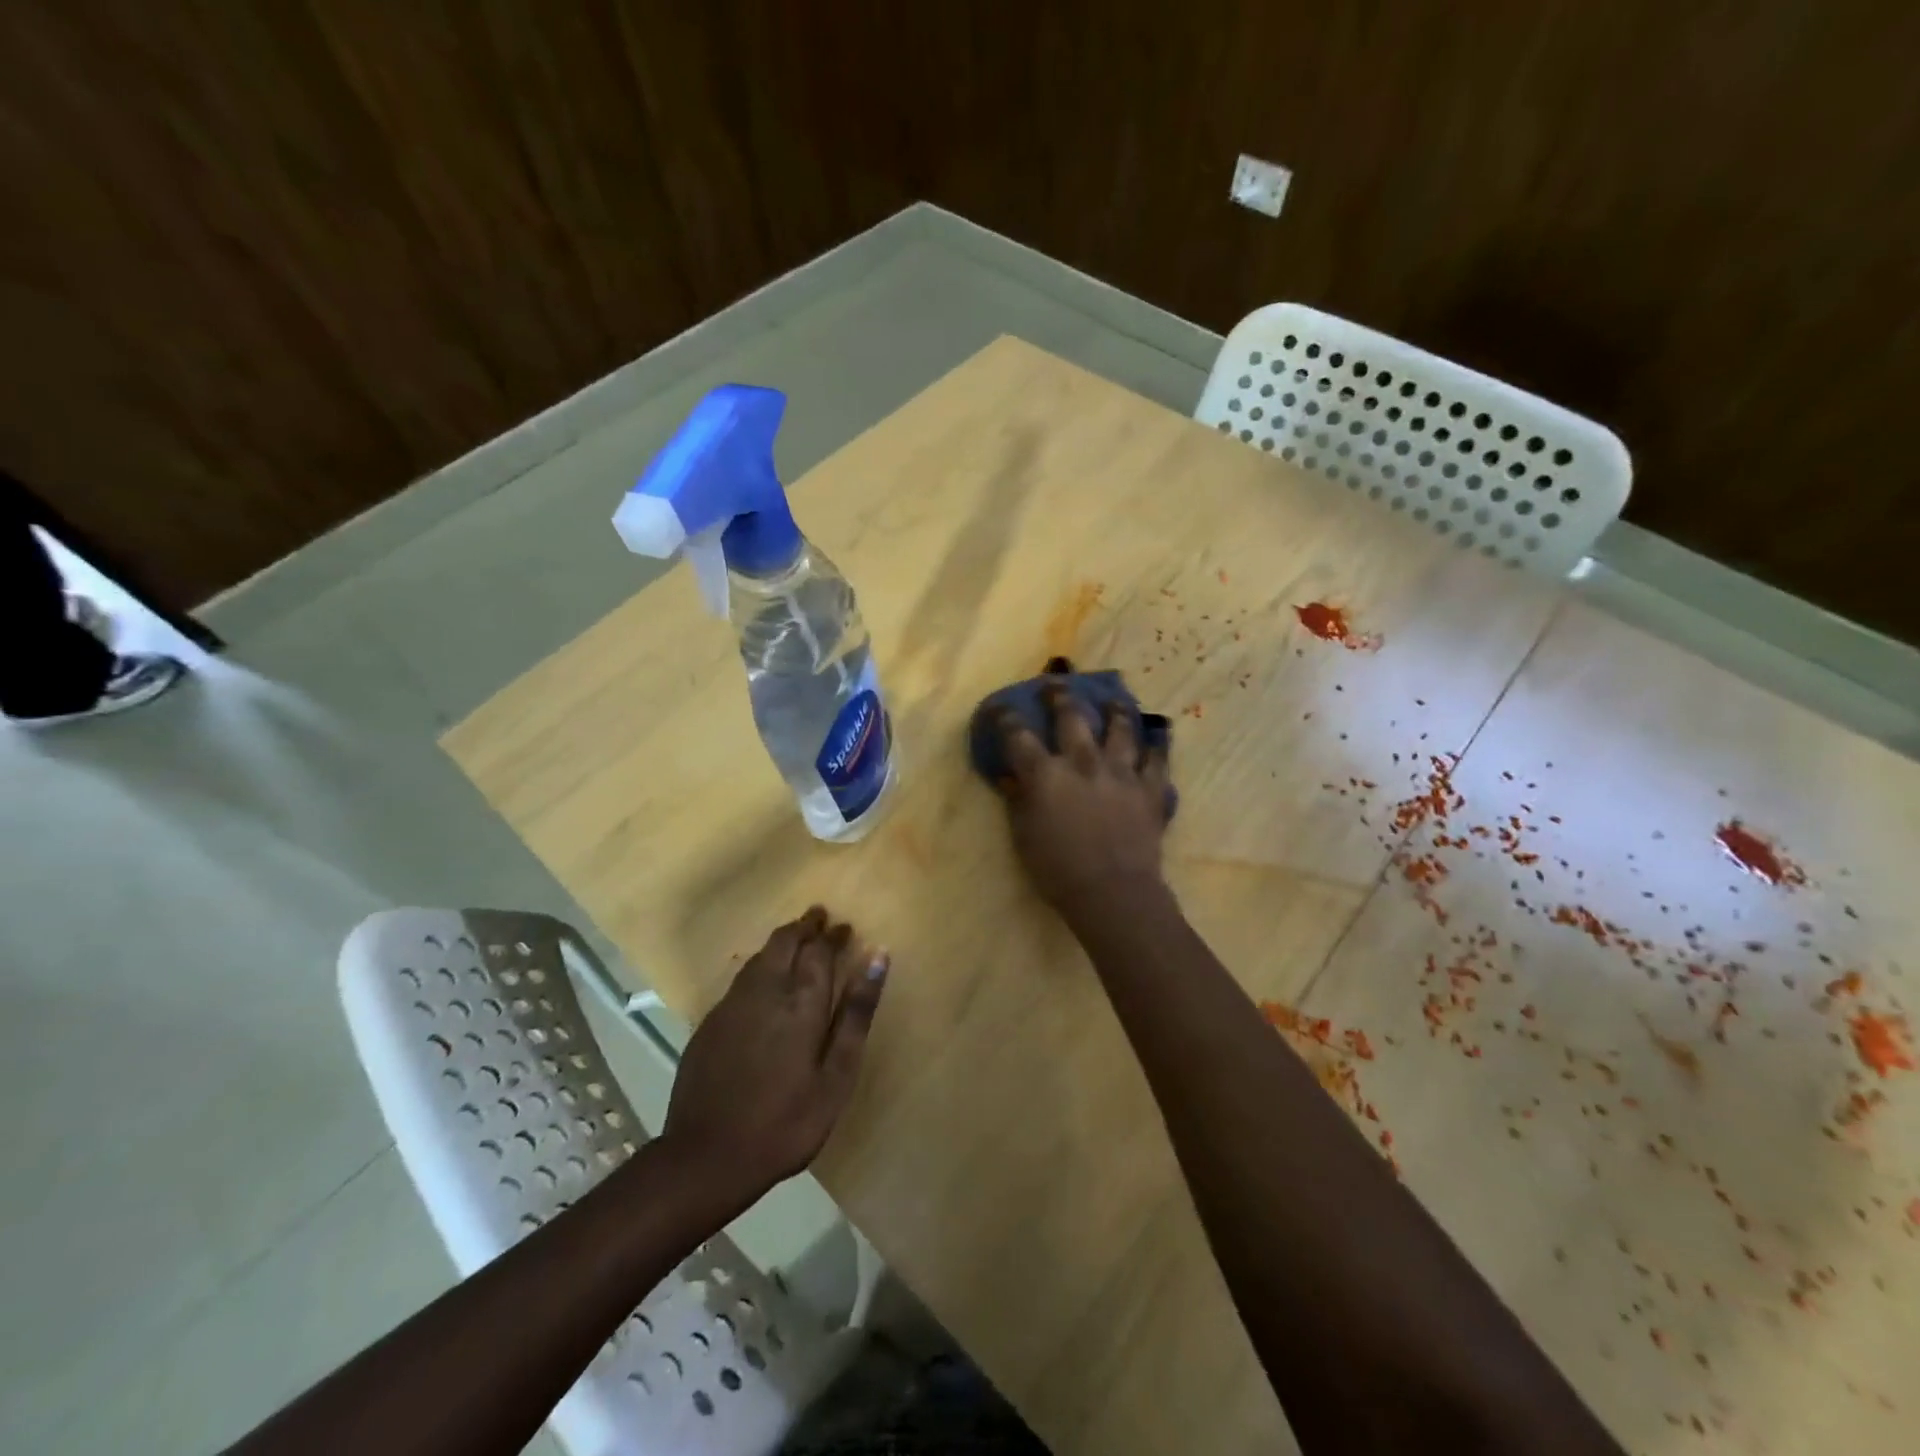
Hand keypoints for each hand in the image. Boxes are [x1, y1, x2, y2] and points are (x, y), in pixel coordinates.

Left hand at [662, 908, 887, 1204]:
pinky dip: (760, 964)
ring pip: (760, 956)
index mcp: (800, 1001)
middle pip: (785, 941)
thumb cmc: (786, 1122)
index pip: (819, 950)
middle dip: (805, 926)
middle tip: (820, 917)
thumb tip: (878, 958)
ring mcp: (732, 1005)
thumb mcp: (836, 1076)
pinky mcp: (710, 1023)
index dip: (833, 935)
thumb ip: (856, 1014)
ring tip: (797, 937)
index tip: (846, 927)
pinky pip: (742, 978)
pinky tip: (764, 977)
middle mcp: (765, 991)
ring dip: (782, 940)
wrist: (706, 1157)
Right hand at [993, 672, 1172, 924]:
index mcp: (1046, 774)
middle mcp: (1083, 762)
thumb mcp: (1023, 836)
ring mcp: (1121, 771)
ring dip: (1115, 709)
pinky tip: (1158, 735)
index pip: (1018, 735)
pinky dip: (1157, 745)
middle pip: (1071, 716)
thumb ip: (1018, 800)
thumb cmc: (1058, 870)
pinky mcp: (1150, 787)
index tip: (1000, 708)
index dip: (1005, 718)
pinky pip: (1157, 758)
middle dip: (1060, 696)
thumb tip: (1013, 776)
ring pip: (1121, 727)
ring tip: (1113, 699)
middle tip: (1056, 685)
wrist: (1113, 893)